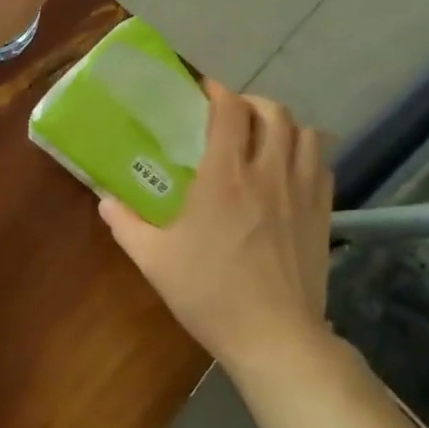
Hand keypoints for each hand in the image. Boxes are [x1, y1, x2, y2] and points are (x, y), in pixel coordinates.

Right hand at [99, 82, 332, 375]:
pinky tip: (291, 169)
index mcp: (225, 176)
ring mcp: (302, 191)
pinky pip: (323, 164)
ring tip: (265, 137)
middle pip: (274, 112)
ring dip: (285, 125)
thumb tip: (104, 200)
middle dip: (252, 104)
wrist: (275, 337)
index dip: (218, 91)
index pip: (230, 110)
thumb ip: (125, 224)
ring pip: (306, 133)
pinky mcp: (324, 213)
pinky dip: (308, 153)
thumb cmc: (210, 294)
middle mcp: (268, 172)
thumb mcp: (154, 260)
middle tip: (232, 116)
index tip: (204, 90)